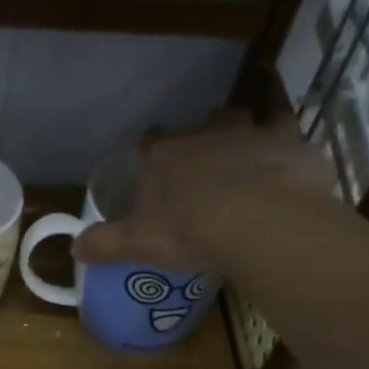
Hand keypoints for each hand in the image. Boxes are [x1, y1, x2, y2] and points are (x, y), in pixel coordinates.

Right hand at [74, 112, 336, 271]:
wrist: (255, 221)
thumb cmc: (187, 229)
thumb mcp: (136, 243)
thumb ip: (105, 243)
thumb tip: (74, 248)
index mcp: (168, 154)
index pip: (152, 140)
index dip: (150, 149)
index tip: (150, 160)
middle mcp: (211, 134)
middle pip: (209, 121)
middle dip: (208, 133)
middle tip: (210, 159)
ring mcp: (256, 134)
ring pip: (255, 121)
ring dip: (254, 135)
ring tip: (254, 158)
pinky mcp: (294, 146)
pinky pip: (293, 141)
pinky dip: (291, 153)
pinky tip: (290, 172)